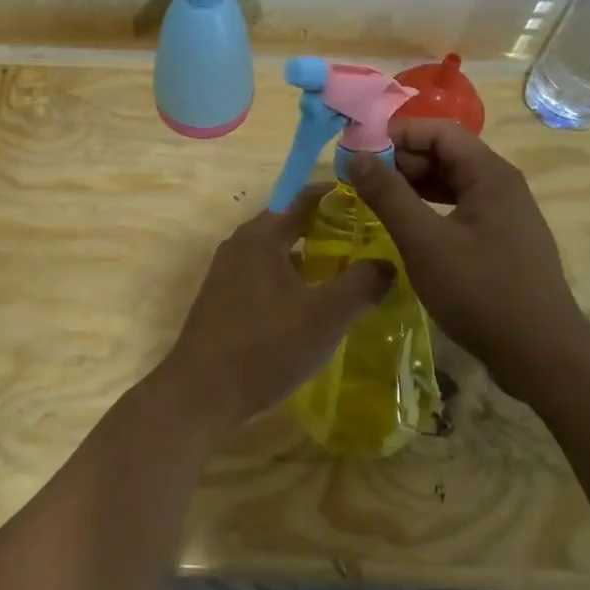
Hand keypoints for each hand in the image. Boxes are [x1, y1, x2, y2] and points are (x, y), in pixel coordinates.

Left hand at [152, 188, 394, 439]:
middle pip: (290, 223)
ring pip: (278, 251)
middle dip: (329, 227)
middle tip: (370, 238)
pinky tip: (315, 302)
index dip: (339, 196)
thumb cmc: (265, 347)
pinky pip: (266, 274)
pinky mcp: (224, 300)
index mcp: (260, 236)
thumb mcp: (325, 315)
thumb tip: (388, 264)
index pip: (304, 198)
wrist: (201, 394)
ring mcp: (228, 273)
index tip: (373, 201)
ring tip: (350, 269)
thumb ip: (361, 284)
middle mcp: (240, 245)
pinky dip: (293, 277)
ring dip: (311, 255)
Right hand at [346, 118, 589, 386]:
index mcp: (489, 174)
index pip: (438, 131)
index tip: (358, 153)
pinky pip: (458, 209)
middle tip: (361, 183)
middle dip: (401, 161)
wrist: (541, 355)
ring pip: (450, 183)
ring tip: (375, 203)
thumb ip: (388, 195)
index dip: (396, 135)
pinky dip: (428, 210)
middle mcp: (501, 185)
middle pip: (445, 154)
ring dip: (412, 187)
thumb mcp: (424, 242)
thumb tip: (356, 157)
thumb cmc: (481, 292)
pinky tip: (406, 228)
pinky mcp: (501, 240)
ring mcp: (504, 214)